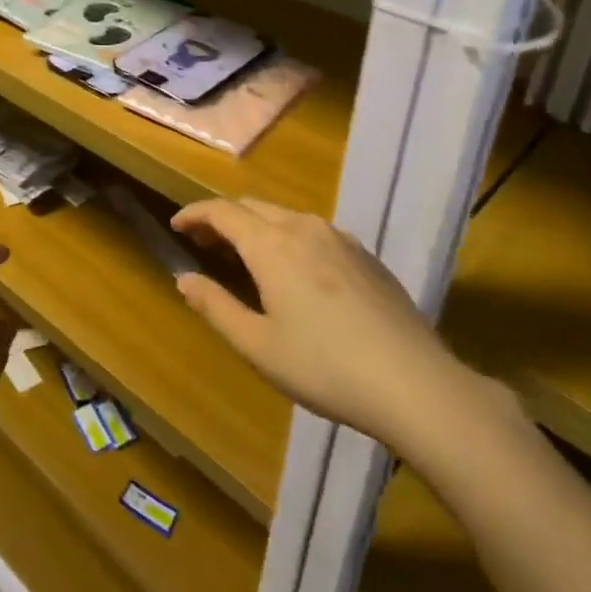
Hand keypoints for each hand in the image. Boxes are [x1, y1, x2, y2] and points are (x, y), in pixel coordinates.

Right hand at [171, 199, 500, 457]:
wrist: (414, 383)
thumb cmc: (324, 367)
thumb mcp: (257, 345)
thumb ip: (214, 306)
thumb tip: (183, 279)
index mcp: (272, 245)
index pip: (222, 212)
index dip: (194, 214)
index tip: (176, 227)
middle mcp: (305, 228)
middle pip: (254, 207)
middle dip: (223, 220)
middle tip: (205, 245)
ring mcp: (341, 239)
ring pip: (286, 217)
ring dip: (257, 228)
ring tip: (246, 259)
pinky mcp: (367, 256)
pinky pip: (315, 232)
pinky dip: (289, 239)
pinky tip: (295, 273)